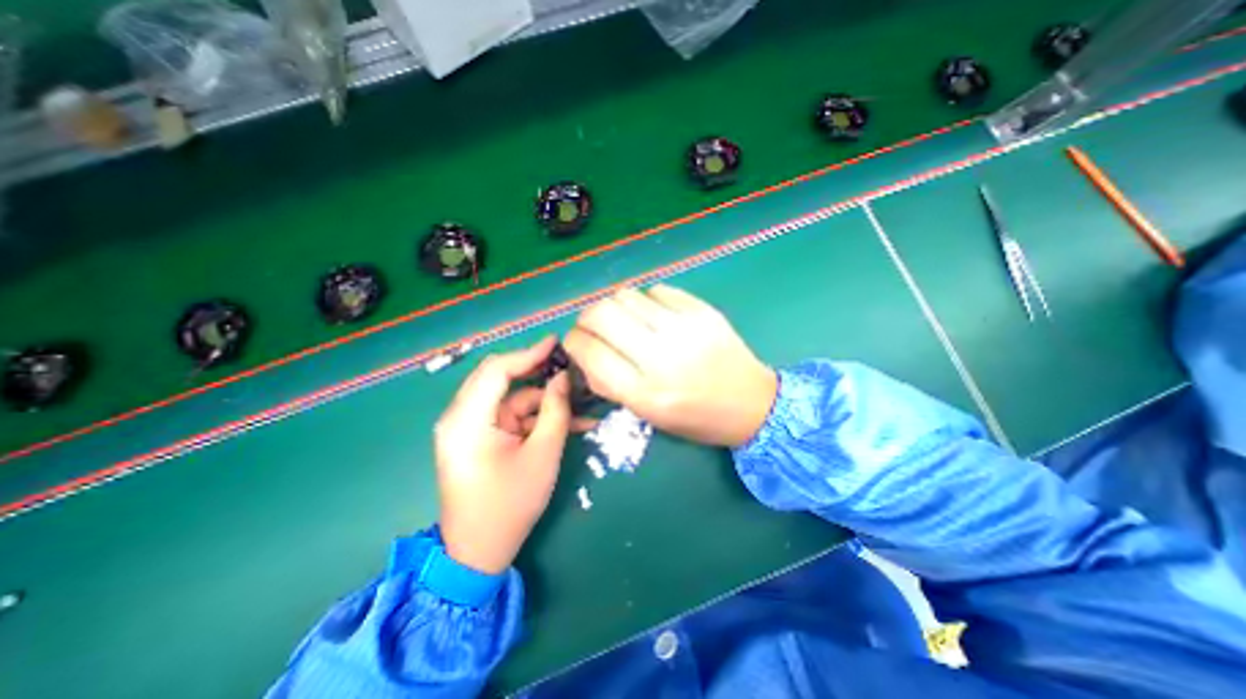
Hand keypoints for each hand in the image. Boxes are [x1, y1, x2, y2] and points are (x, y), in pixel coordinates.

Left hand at [434, 336, 573, 572]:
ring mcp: (470, 428)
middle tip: (568, 365)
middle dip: (538, 372)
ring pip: (511, 399)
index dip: (528, 353)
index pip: (496, 370)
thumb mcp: (543, 454)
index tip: (556, 342)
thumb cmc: (510, 505)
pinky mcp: (481, 438)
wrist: (479, 552)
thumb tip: (563, 378)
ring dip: (544, 400)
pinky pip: (511, 417)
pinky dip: (536, 418)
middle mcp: (461, 417)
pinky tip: (570, 422)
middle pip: (500, 379)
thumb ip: (555, 410)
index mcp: (467, 421)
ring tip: (581, 401)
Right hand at [568, 283, 774, 446]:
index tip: (576, 342)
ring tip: (627, 322)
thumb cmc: (695, 417)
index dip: (573, 342)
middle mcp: (661, 357)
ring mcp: (684, 328)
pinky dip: (646, 301)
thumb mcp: (647, 414)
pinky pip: (656, 290)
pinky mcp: (702, 310)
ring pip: (625, 295)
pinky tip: (655, 316)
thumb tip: (585, 352)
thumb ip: (610, 384)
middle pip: (601, 313)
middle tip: (594, 326)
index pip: (589, 352)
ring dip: (616, 307)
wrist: (752, 404)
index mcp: (645, 392)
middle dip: (586, 318)